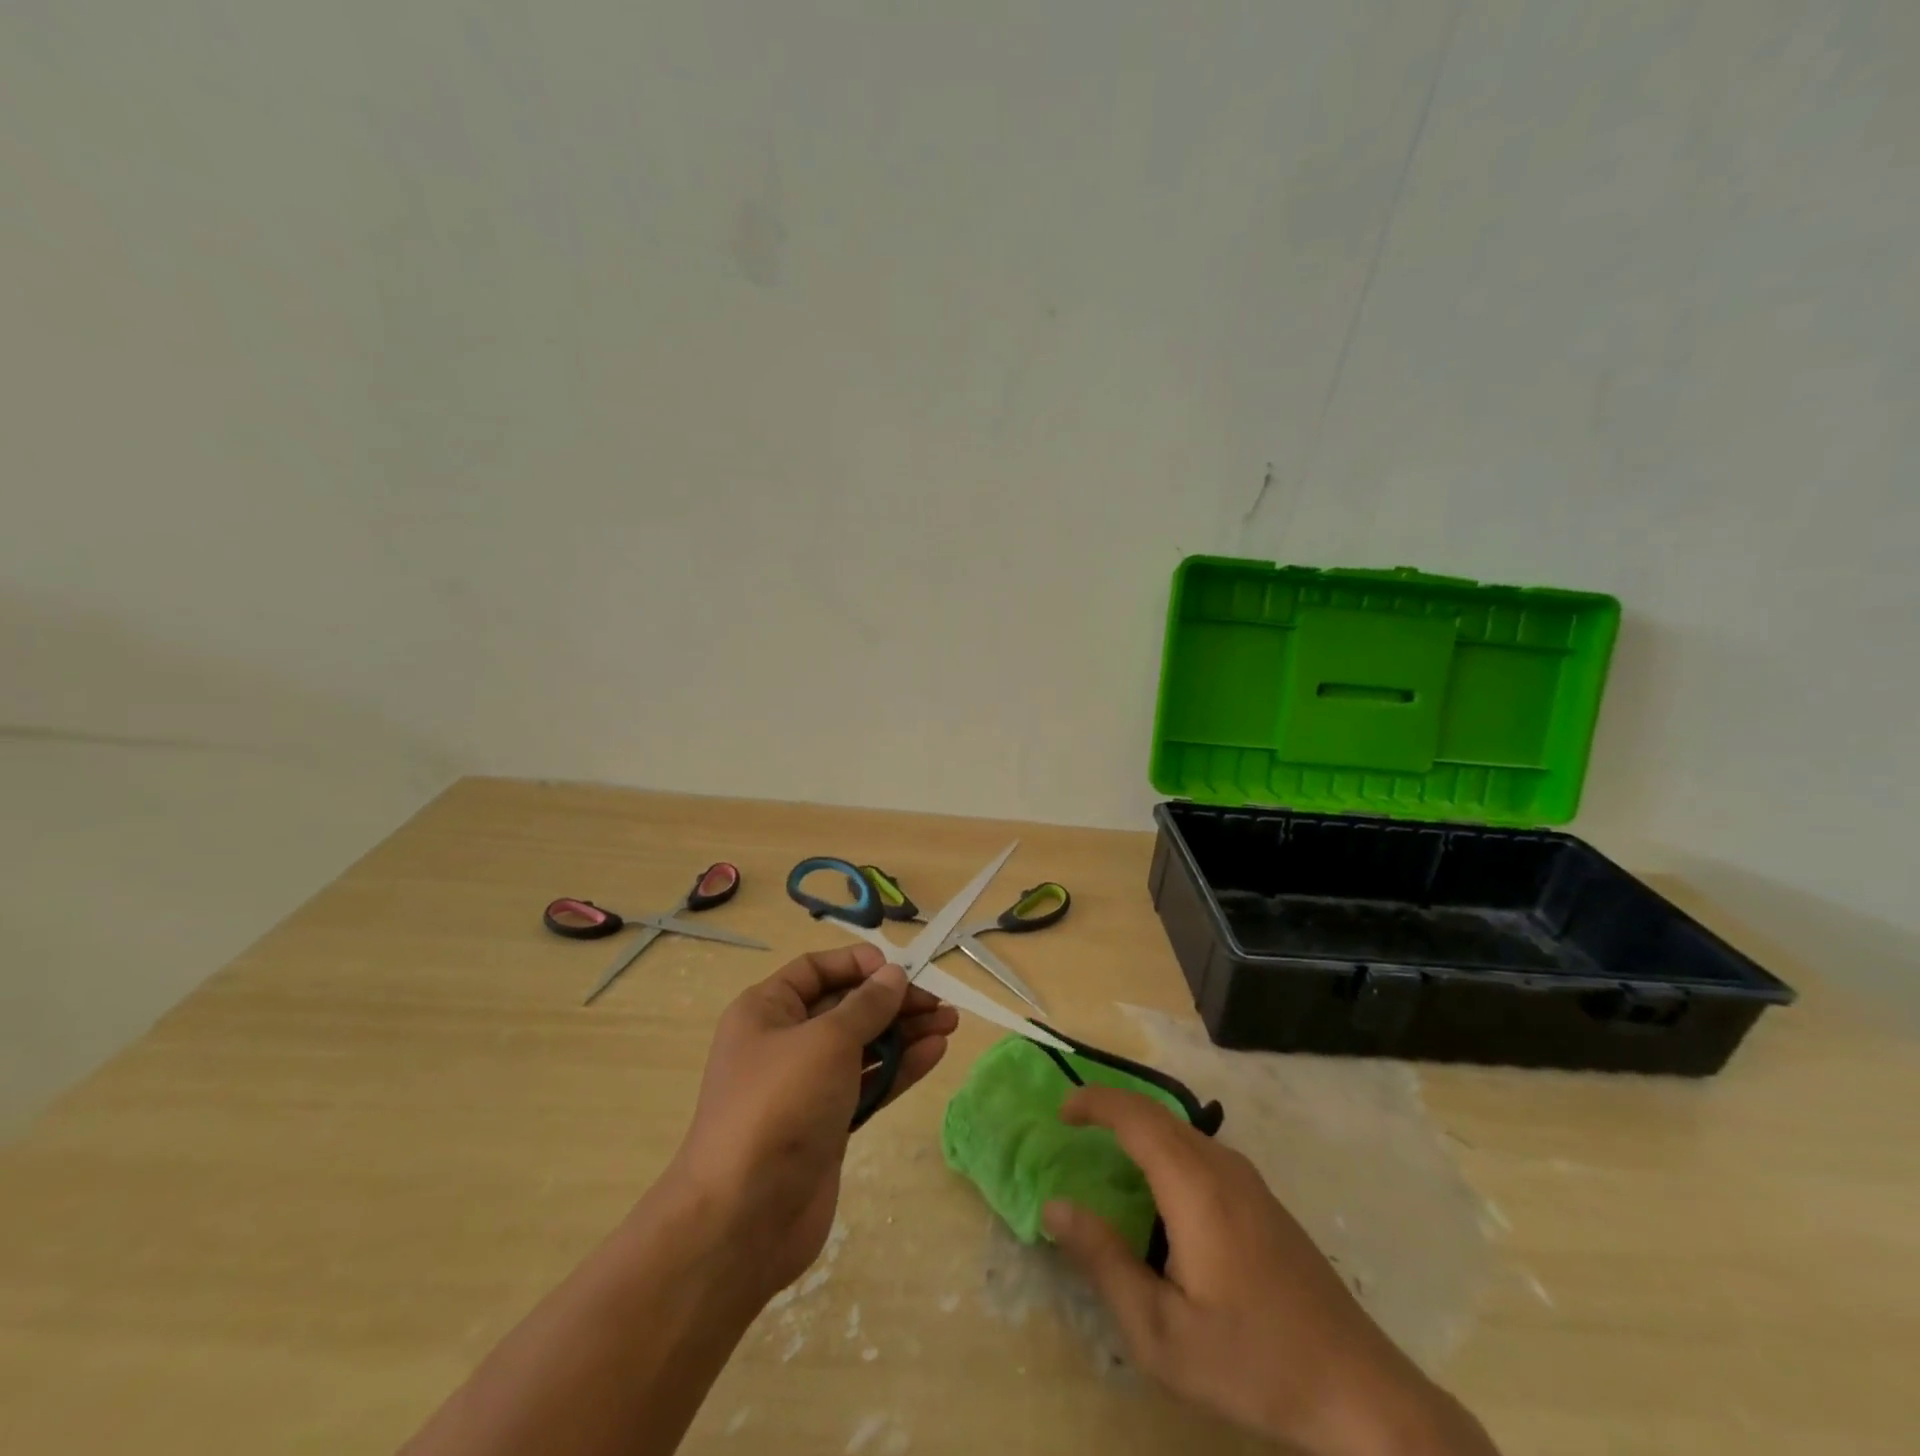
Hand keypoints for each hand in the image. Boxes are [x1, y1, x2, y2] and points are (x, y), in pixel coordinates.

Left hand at [666, 943, 958, 1301]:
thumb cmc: (780, 1104)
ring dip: (904, 1033)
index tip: (899, 969)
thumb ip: (867, 1005)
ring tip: (950, 1023)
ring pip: (862, 1046)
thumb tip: (893, 975)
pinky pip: (868, 1082)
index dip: (857, 964)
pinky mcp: (827, 1123)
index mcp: (766, 1010)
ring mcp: (806, 1085)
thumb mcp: (827, 1040)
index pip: (816, 970)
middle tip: (939, 1003)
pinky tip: (934, 1053)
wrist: (743, 1217)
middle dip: (892, 1001)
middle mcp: (784, 1041)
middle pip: (845, 1007)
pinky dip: (899, 1068)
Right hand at [1043, 1089, 1497, 1455]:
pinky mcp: (1264, 1201)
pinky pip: (1202, 1151)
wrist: (1360, 1391)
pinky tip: (1160, 1190)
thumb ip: (1104, 1262)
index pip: (1135, 1116)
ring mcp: (1249, 1181)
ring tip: (1107, 1151)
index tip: (1060, 1112)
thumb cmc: (1253, 1362)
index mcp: (1194, 1186)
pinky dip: (1165, 1147)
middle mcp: (1222, 1166)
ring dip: (1140, 1127)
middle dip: (1112, 1108)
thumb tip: (1055, 1206)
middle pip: (1157, 1114)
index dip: (1094, 1102)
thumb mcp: (1161, 1333)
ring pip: (1182, 1131)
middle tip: (1073, 1124)